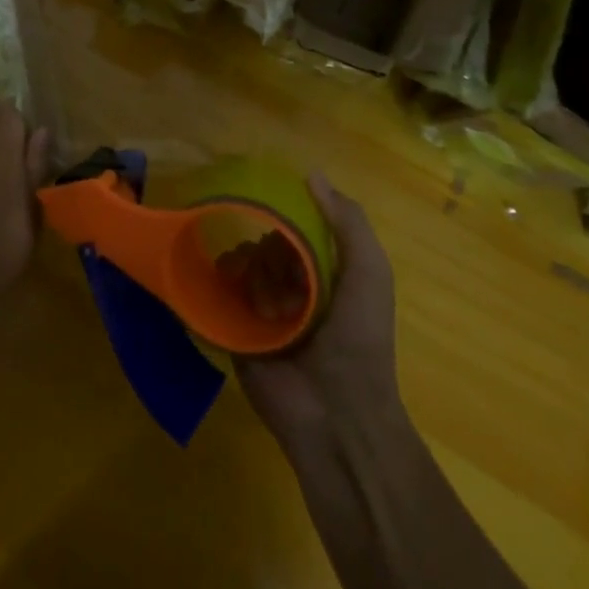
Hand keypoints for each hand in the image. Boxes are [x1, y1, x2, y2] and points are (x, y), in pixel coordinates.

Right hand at [233, 173, 402, 449]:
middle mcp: (291, 286)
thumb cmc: (358, 339)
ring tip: (269, 306)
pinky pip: (219, 290)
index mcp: (324, 272)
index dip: (289, 220)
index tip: (279, 214)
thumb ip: (348, 222)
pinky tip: (238, 298)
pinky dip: (225, 286)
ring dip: (254, 275)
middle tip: (284, 278)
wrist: (336, 415)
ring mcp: (261, 308)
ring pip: (241, 262)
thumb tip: (311, 174)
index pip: (295, 227)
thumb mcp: (369, 272)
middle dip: (270, 250)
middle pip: (264, 241)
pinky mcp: (234, 329)